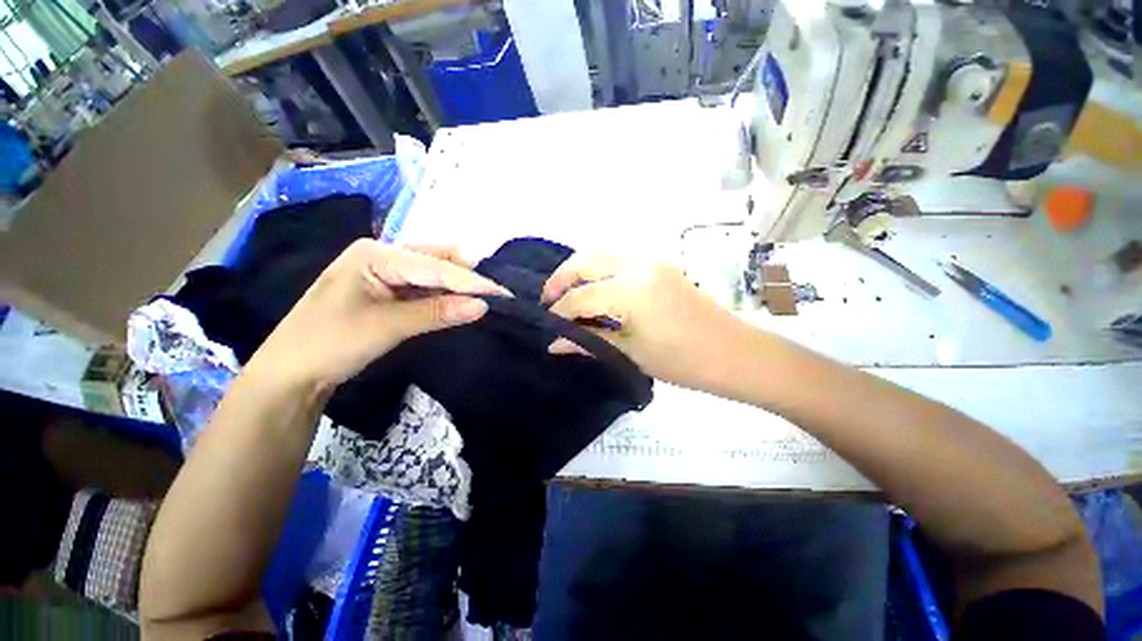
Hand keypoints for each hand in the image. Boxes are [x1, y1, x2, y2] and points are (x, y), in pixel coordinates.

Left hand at [249, 240, 508, 390]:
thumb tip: (484, 306)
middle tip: (497, 294)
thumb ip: (438, 312)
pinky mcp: (387, 290)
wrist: (290, 373)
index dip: (471, 281)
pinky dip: (443, 296)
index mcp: (375, 254)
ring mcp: (384, 272)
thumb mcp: (389, 326)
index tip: (504, 292)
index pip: (435, 266)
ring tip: (486, 297)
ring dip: (457, 287)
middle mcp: (382, 255)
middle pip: (436, 261)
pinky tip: (460, 303)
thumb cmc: (331, 343)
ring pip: (432, 274)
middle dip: (466, 277)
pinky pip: (424, 288)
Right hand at [542, 254, 749, 390]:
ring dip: (580, 271)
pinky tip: (595, 291)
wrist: (735, 354)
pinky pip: (619, 261)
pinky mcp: (660, 265)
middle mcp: (639, 266)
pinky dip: (600, 271)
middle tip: (549, 301)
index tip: (547, 326)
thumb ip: (589, 341)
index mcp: (633, 291)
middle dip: (562, 278)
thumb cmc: (683, 362)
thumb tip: (554, 344)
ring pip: (603, 255)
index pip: (582, 296)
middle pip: (587, 259)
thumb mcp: (631, 353)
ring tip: (568, 296)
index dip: (560, 311)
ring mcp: (652, 261)